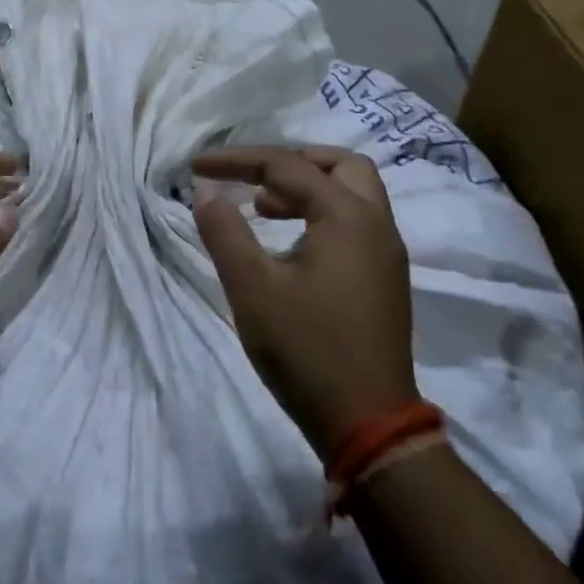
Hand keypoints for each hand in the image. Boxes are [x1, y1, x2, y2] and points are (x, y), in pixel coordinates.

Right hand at [192, 146, 415, 457]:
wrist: (368, 424)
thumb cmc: (306, 349)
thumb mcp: (251, 288)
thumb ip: (225, 232)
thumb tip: (206, 193)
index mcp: (347, 217)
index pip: (286, 167)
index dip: (237, 160)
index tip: (197, 167)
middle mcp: (376, 225)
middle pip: (340, 165)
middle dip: (290, 160)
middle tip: (250, 177)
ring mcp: (386, 253)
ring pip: (352, 193)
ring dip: (307, 187)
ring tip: (261, 208)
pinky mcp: (384, 279)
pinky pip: (355, 222)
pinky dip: (321, 213)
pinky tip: (288, 242)